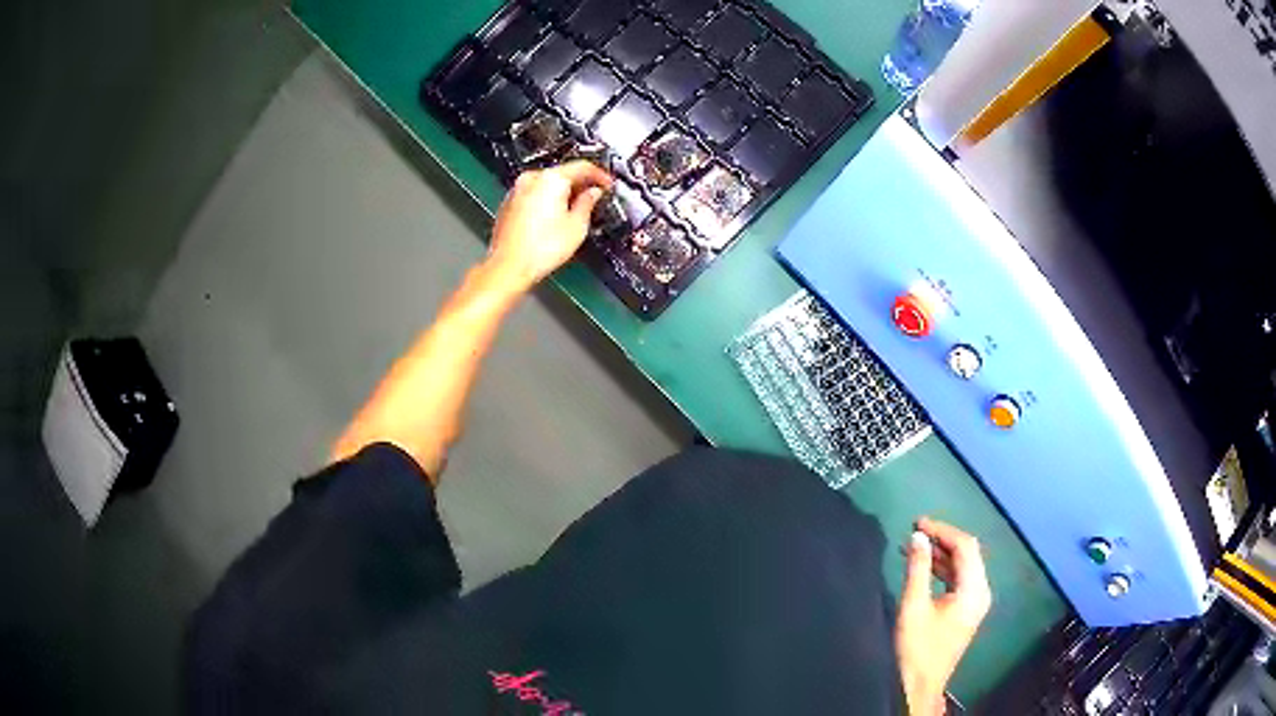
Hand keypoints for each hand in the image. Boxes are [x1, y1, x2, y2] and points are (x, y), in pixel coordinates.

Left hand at [484, 160, 613, 294]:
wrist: (508, 266)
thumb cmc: (540, 249)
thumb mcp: (577, 226)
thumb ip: (588, 203)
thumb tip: (592, 194)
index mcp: (551, 179)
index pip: (582, 166)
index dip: (599, 175)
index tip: (607, 183)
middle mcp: (531, 179)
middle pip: (562, 173)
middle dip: (580, 184)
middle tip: (594, 197)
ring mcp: (517, 191)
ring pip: (546, 184)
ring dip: (562, 193)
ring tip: (575, 210)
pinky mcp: (509, 204)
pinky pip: (533, 195)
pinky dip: (546, 201)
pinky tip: (554, 219)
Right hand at [895, 517, 992, 714]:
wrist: (920, 685)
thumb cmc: (917, 648)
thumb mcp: (913, 606)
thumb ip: (918, 568)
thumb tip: (918, 537)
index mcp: (973, 589)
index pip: (965, 546)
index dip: (942, 530)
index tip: (917, 523)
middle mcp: (980, 591)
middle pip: (967, 553)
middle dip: (942, 539)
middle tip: (915, 531)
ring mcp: (975, 602)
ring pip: (963, 566)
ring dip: (941, 554)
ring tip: (915, 545)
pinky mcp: (966, 610)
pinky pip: (959, 579)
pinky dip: (942, 569)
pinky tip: (924, 566)